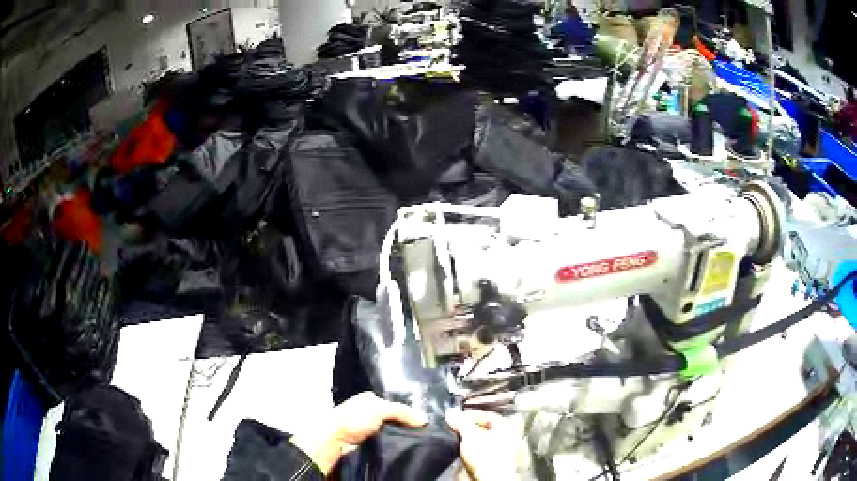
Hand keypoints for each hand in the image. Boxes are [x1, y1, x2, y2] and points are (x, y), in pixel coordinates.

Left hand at [290, 392, 427, 474]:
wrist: (333, 441)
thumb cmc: (353, 419)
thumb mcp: (379, 408)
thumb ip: (402, 412)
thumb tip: (425, 420)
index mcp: (369, 400)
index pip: (395, 405)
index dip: (409, 412)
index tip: (425, 422)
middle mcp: (368, 414)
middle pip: (394, 421)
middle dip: (406, 427)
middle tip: (424, 434)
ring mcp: (368, 431)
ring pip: (391, 434)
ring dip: (400, 439)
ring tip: (419, 443)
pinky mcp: (367, 445)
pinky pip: (386, 446)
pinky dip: (393, 448)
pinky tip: (404, 450)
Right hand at [446, 409, 516, 480]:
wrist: (489, 479)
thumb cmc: (487, 457)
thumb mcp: (470, 434)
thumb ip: (461, 421)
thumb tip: (451, 414)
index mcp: (506, 425)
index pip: (485, 414)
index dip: (469, 415)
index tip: (455, 418)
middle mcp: (506, 436)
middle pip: (482, 428)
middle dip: (467, 429)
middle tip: (454, 430)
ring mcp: (500, 451)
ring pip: (479, 441)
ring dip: (467, 441)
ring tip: (457, 443)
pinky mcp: (492, 463)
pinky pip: (478, 453)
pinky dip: (469, 452)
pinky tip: (462, 454)